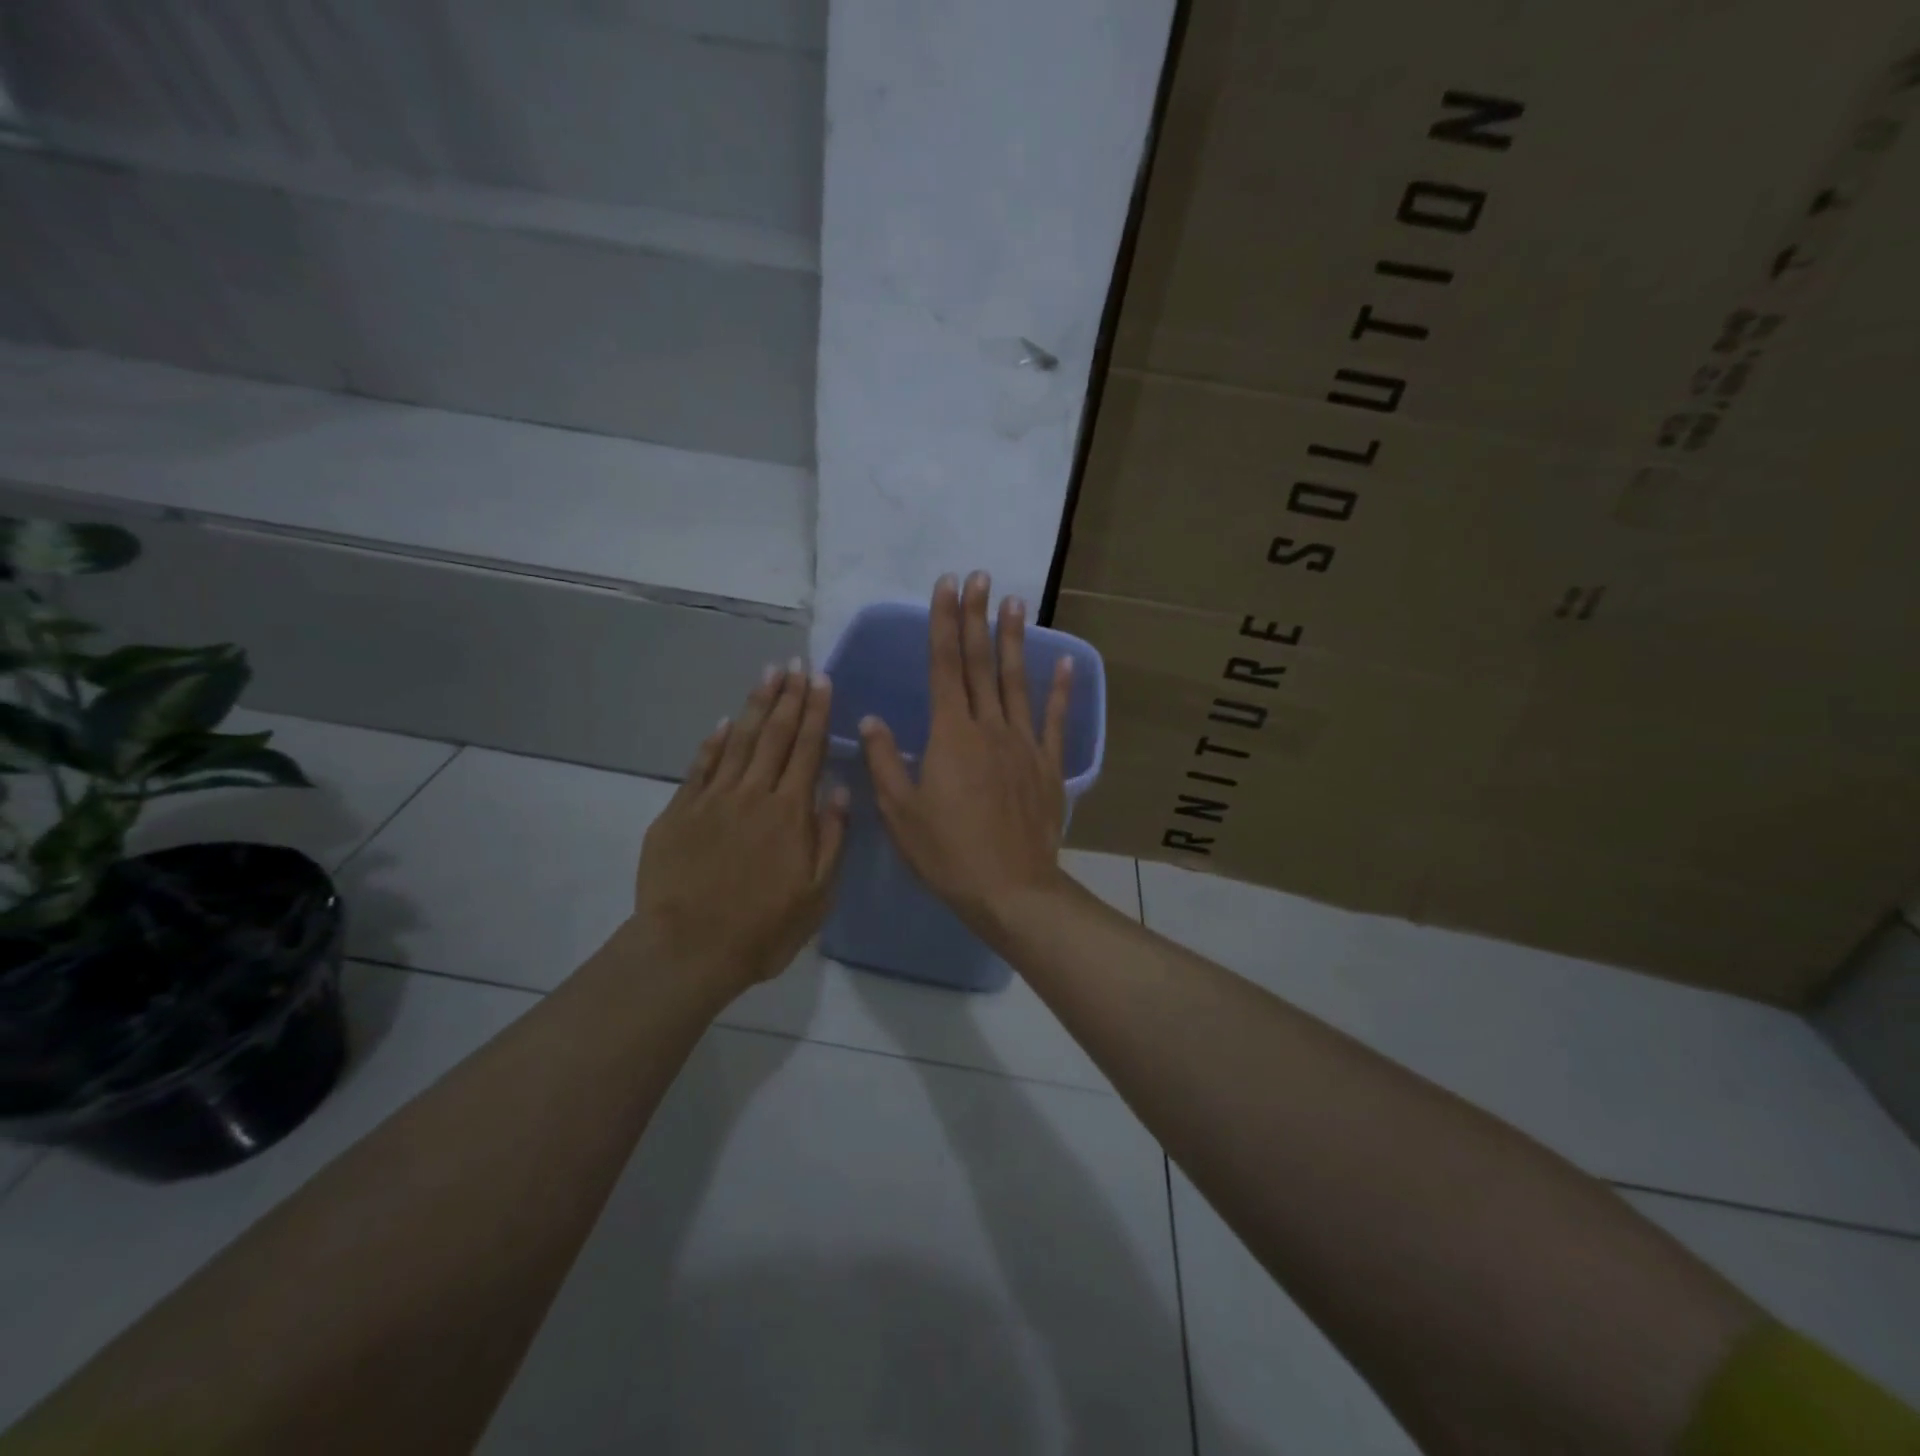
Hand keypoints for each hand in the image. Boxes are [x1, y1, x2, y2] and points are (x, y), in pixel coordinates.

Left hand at [632, 664, 848, 997]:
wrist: (688, 949)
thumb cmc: (763, 928)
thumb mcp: (817, 894)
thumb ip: (831, 837)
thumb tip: (838, 788)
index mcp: (790, 812)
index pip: (807, 749)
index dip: (816, 712)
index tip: (821, 679)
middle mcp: (753, 794)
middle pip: (774, 735)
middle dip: (788, 696)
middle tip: (795, 663)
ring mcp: (713, 799)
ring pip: (739, 741)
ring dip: (756, 705)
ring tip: (768, 675)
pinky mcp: (679, 812)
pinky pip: (701, 766)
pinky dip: (715, 741)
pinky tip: (726, 722)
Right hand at [860, 572, 1073, 935]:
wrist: (1011, 889)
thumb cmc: (948, 853)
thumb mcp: (901, 813)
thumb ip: (883, 762)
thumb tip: (869, 719)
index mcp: (950, 735)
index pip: (943, 666)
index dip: (943, 623)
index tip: (947, 585)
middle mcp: (989, 727)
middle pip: (980, 663)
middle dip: (976, 617)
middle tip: (978, 576)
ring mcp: (1023, 744)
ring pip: (1017, 681)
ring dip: (1013, 639)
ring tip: (1013, 601)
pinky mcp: (1048, 765)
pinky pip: (1053, 719)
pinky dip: (1060, 689)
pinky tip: (1064, 661)